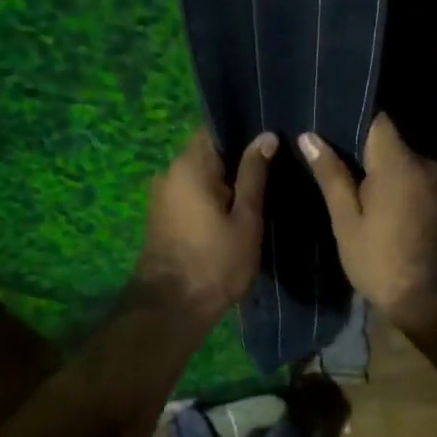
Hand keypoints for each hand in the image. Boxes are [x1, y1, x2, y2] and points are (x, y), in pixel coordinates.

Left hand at [138, 128, 276, 321]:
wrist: (171, 307)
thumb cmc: (215, 261)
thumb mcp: (246, 218)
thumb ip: (254, 174)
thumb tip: (266, 136)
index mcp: (190, 165)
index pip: (215, 128)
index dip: (243, 130)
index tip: (270, 136)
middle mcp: (169, 172)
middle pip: (207, 152)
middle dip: (237, 157)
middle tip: (274, 164)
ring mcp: (162, 195)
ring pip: (199, 175)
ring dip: (225, 180)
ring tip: (260, 187)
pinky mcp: (162, 215)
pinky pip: (191, 193)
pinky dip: (211, 196)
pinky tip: (235, 208)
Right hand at [299, 113, 436, 318]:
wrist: (432, 300)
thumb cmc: (380, 260)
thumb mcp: (346, 220)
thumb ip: (331, 175)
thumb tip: (309, 136)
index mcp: (397, 162)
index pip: (377, 119)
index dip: (351, 117)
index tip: (325, 123)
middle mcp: (422, 164)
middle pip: (388, 142)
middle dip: (359, 146)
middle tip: (323, 154)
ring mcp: (436, 184)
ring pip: (399, 163)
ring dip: (375, 168)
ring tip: (341, 177)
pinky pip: (410, 181)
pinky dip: (391, 184)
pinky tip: (369, 200)